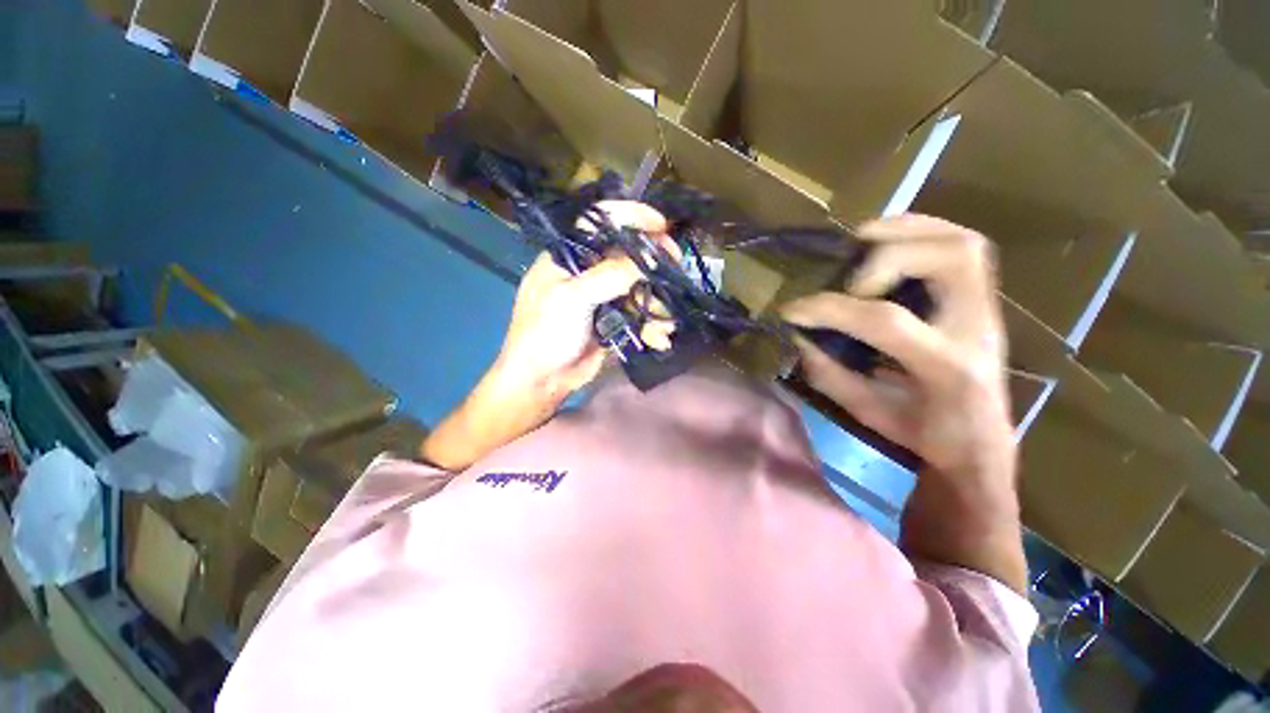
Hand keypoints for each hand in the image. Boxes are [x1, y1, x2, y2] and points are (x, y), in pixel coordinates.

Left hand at [421, 201, 672, 470]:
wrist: (541, 381)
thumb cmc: (545, 333)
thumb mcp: (572, 299)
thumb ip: (610, 276)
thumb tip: (649, 259)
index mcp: (568, 256)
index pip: (601, 222)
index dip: (632, 217)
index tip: (662, 224)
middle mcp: (587, 271)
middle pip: (627, 255)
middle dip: (654, 263)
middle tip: (676, 268)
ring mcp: (602, 297)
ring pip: (638, 287)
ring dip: (656, 302)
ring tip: (666, 321)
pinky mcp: (613, 319)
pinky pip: (639, 313)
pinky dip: (651, 324)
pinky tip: (659, 338)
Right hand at [781, 214, 1024, 591]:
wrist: (979, 461)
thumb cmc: (920, 448)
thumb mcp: (864, 415)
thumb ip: (826, 376)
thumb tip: (791, 341)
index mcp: (948, 372)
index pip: (888, 322)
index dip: (831, 310)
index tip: (790, 310)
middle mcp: (979, 334)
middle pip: (959, 257)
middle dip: (890, 248)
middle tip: (842, 256)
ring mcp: (988, 318)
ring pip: (966, 246)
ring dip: (909, 233)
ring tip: (859, 239)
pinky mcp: (981, 312)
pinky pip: (960, 256)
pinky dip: (920, 241)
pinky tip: (883, 252)